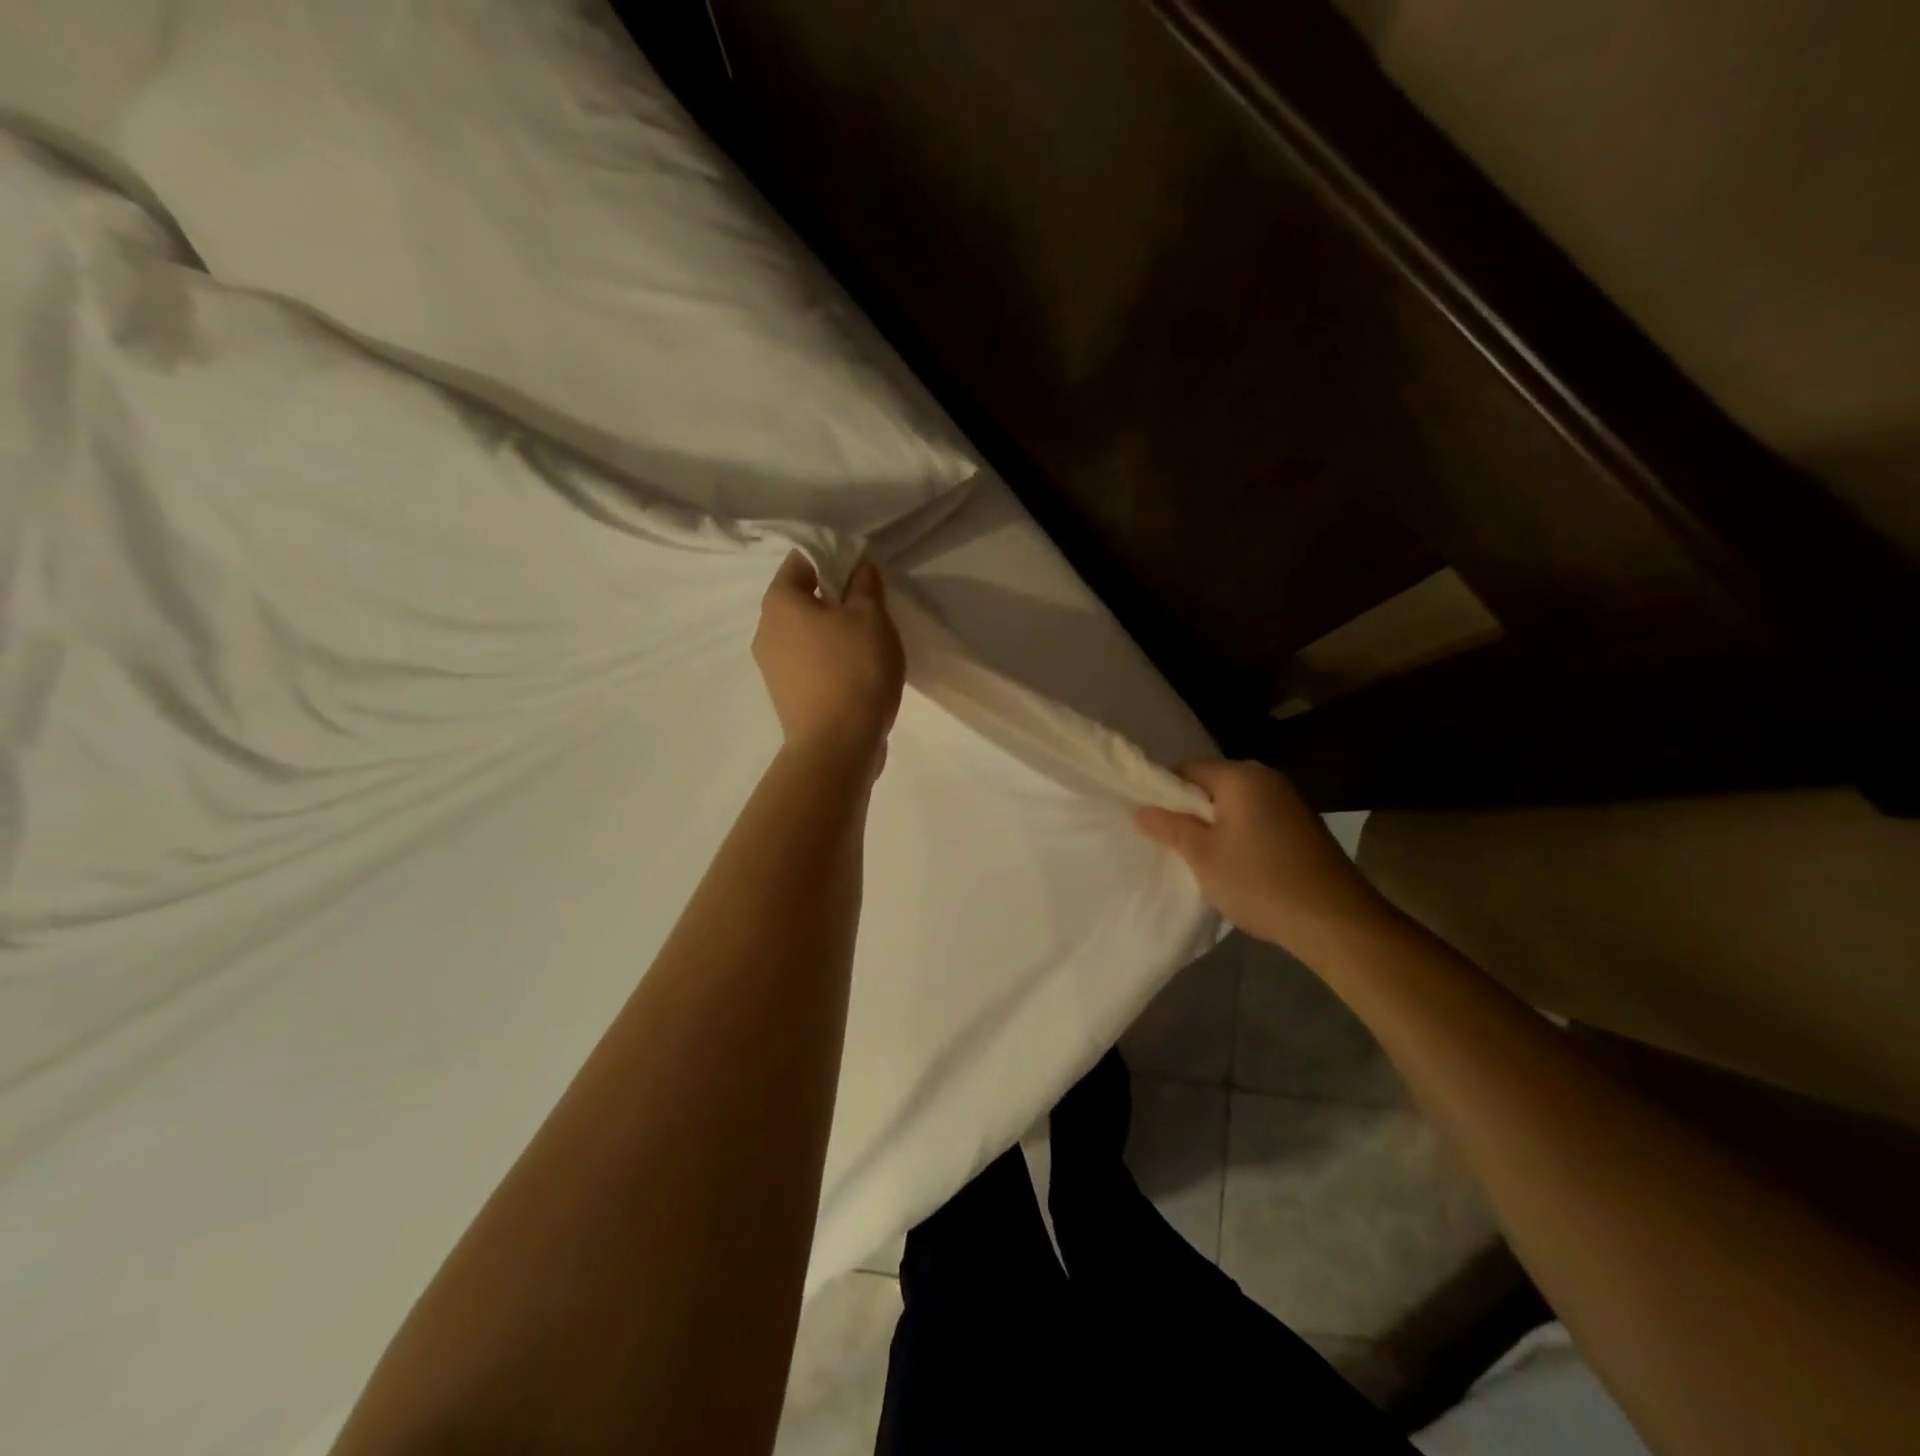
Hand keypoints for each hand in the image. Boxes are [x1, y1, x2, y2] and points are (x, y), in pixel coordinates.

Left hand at [753, 552, 905, 772]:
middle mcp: (765, 630)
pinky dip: (828, 662)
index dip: (832, 560)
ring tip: (866, 646)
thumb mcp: (871, 617)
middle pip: (800, 600)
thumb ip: (865, 585)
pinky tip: (855, 675)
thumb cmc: (854, 669)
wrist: (837, 746)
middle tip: (869, 610)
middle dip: (833, 600)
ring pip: (804, 635)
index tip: (861, 574)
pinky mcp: (785, 696)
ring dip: (831, 634)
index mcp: (780, 602)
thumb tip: (858, 568)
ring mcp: (771, 668)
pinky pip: (807, 665)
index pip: (801, 562)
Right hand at [1135, 761, 1388, 954]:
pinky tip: (1234, 864)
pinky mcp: (1302, 826)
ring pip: (1234, 804)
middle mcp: (1267, 778)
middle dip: (1189, 810)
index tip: (1150, 821)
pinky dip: (1239, 834)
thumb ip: (1171, 827)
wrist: (1336, 921)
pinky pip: (1256, 818)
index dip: (1162, 792)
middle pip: (1212, 784)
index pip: (1186, 769)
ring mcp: (1289, 801)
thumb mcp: (1203, 856)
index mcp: (1241, 776)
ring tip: (1199, 856)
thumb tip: (1142, 809)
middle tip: (1169, 842)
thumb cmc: (1260, 881)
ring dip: (1214, 825)